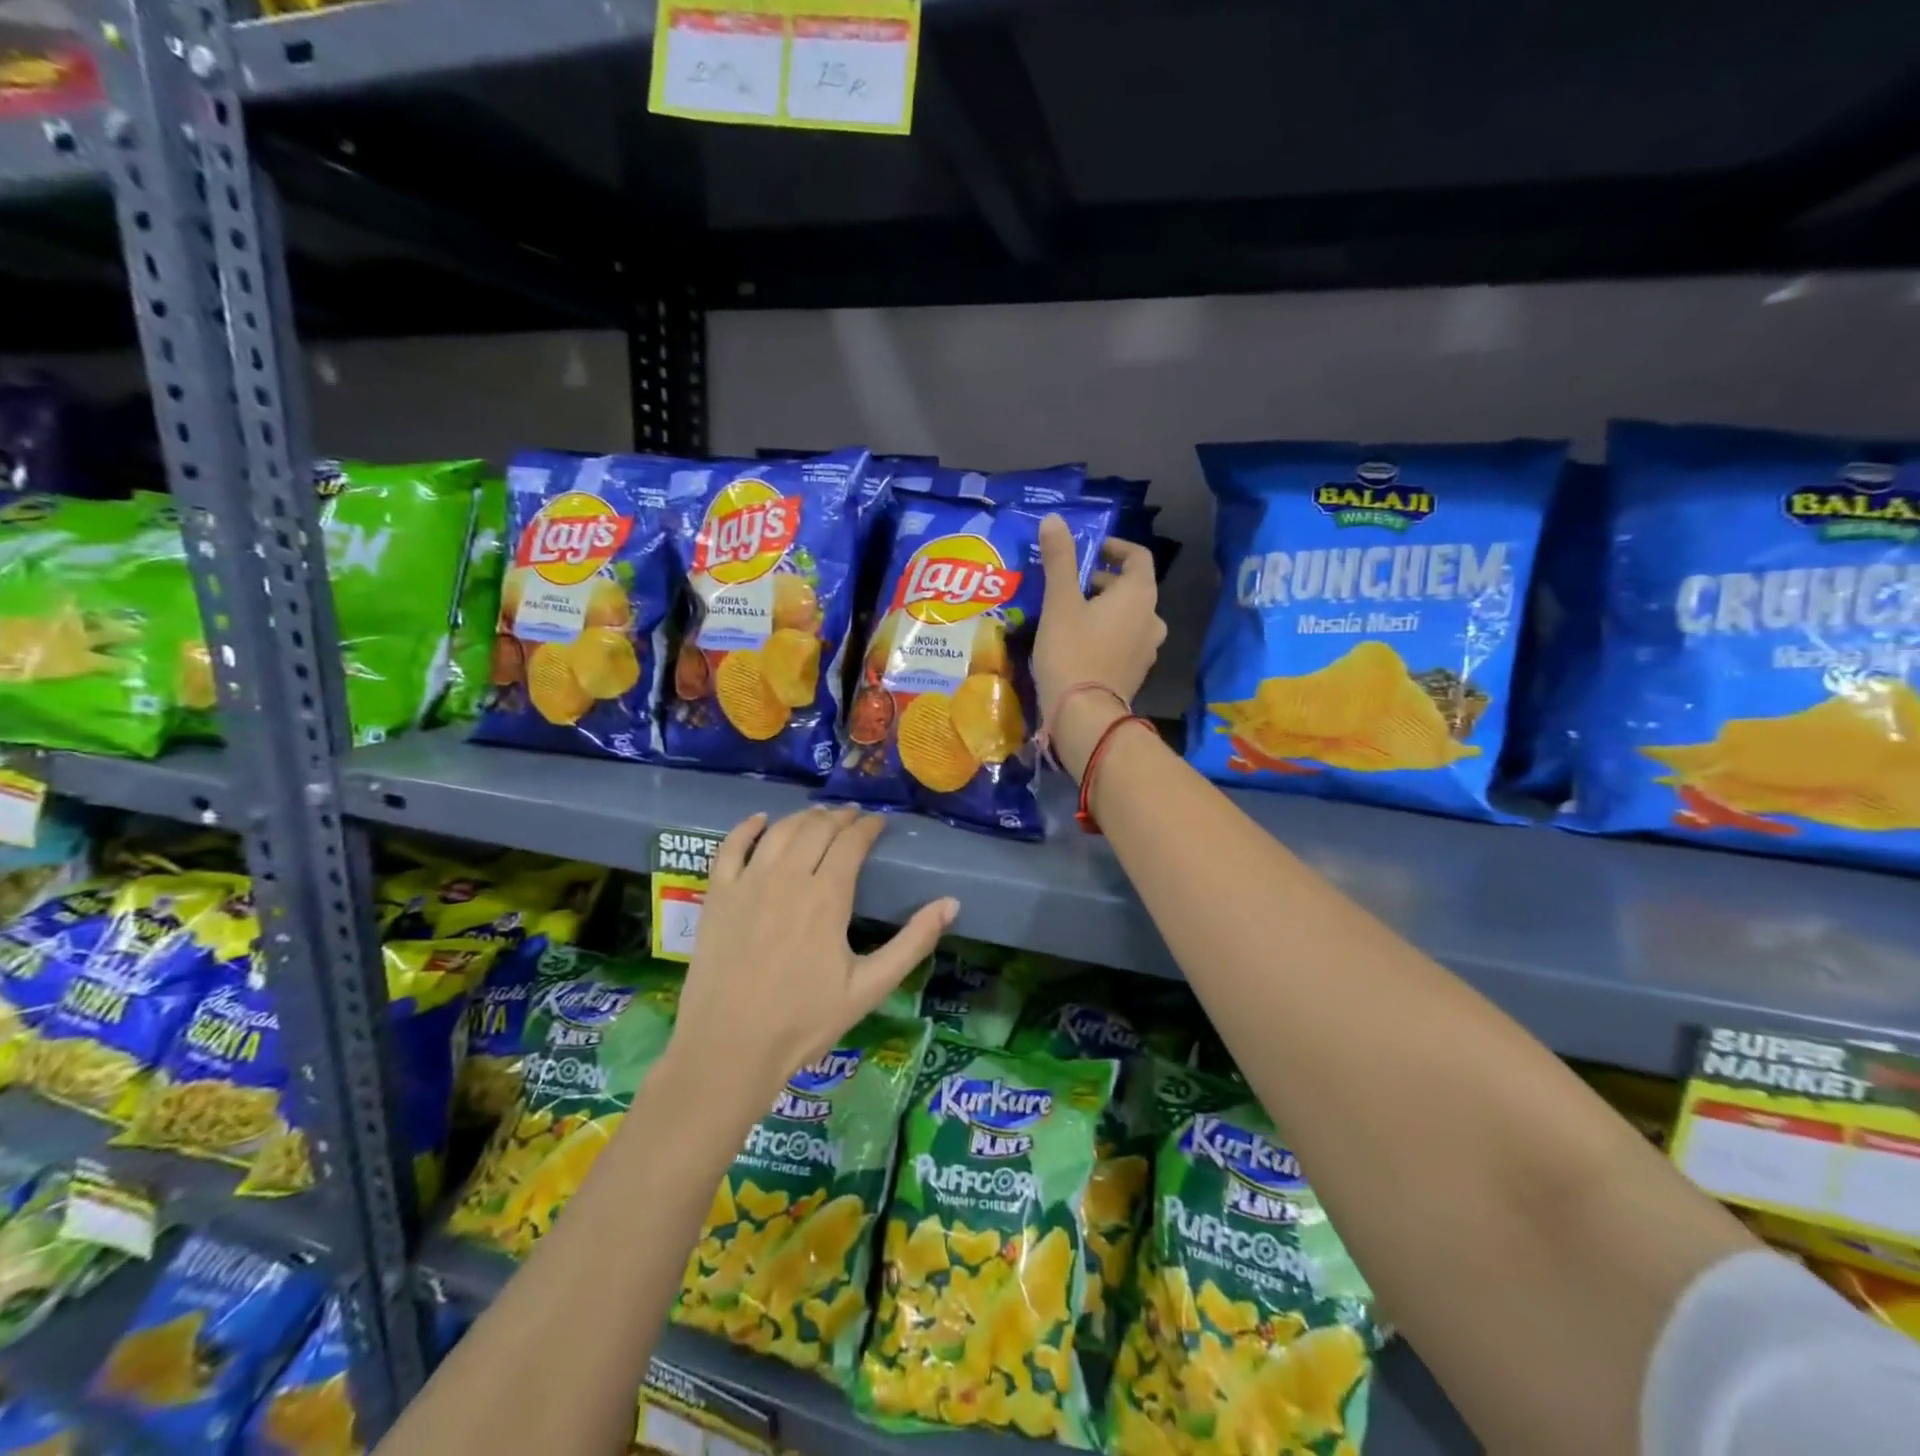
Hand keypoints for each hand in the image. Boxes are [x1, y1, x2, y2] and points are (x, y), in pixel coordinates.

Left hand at [671, 807, 956, 1103]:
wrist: (729, 1048)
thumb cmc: (804, 1022)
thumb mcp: (869, 988)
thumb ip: (913, 943)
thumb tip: (951, 903)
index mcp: (827, 896)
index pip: (852, 842)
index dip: (868, 827)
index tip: (879, 823)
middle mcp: (788, 877)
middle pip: (816, 829)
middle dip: (839, 817)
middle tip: (853, 818)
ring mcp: (748, 883)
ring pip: (780, 831)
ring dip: (803, 817)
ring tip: (819, 817)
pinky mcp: (718, 896)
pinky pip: (731, 847)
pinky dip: (747, 827)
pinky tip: (761, 820)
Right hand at [1033, 517, 1166, 777]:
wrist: (1084, 715)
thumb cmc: (1072, 652)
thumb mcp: (1060, 601)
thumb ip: (1059, 559)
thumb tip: (1054, 520)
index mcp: (1139, 595)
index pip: (1137, 557)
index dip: (1115, 547)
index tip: (1090, 550)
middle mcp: (1152, 618)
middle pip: (1132, 587)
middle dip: (1102, 580)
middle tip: (1069, 584)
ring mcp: (1147, 649)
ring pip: (1128, 617)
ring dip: (1104, 609)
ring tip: (1070, 613)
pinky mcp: (1135, 673)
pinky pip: (1124, 642)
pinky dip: (1106, 634)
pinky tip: (1078, 644)